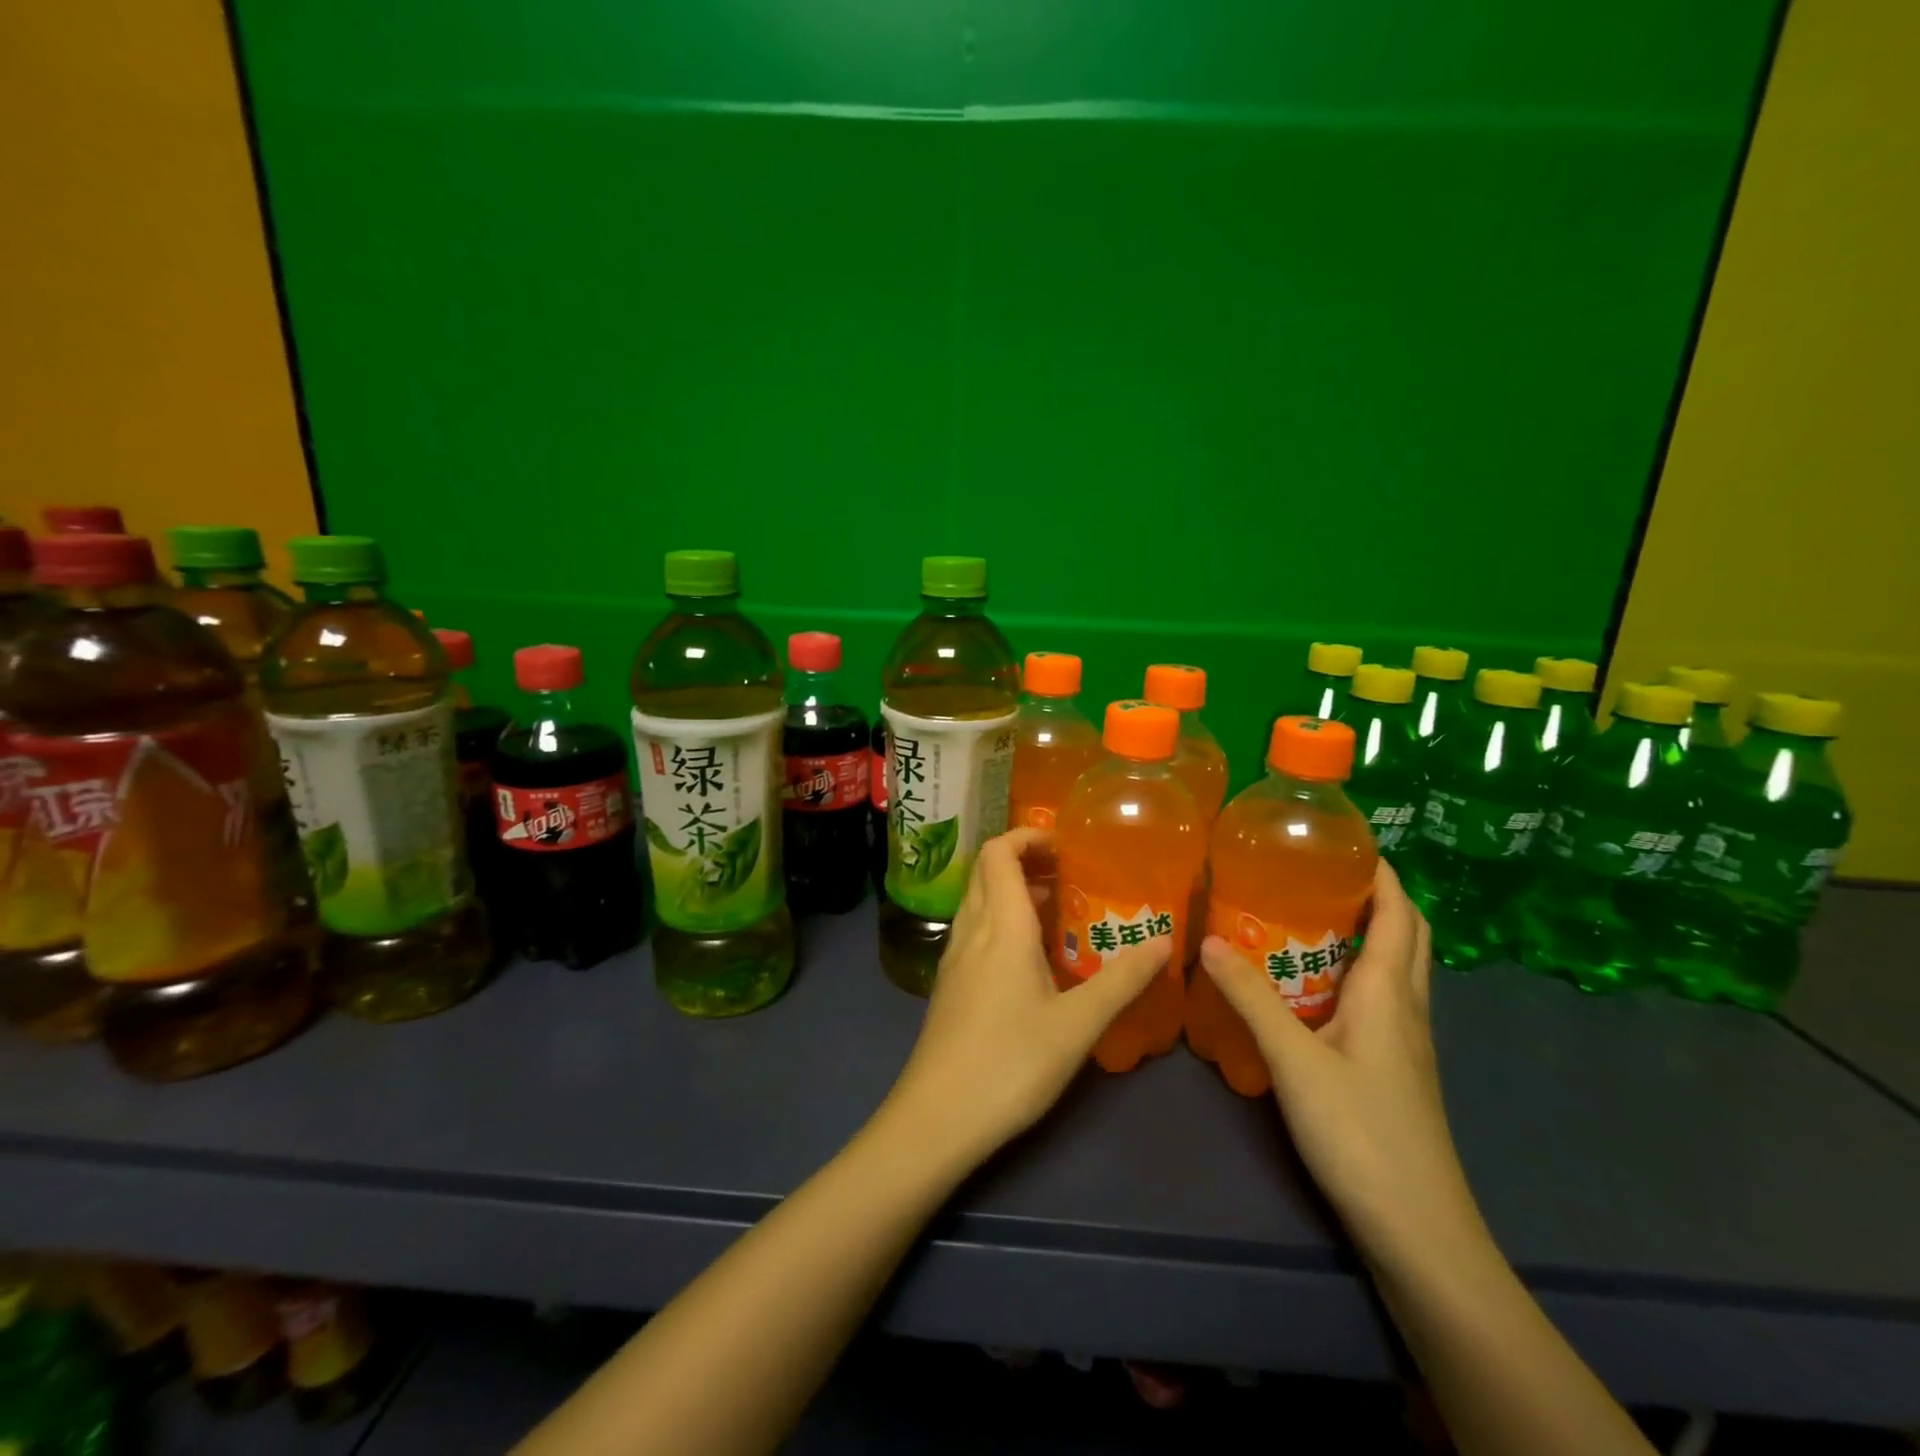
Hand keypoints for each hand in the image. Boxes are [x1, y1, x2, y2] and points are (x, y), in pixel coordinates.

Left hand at [884, 827, 1170, 1169]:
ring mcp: (955, 958)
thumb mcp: (1077, 1024)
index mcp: (1000, 925)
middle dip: (1026, 859)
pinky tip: (1033, 959)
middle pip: (987, 870)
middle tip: (1071, 876)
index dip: (1028, 836)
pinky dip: (1002, 922)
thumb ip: (1122, 979)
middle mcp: (971, 930)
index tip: (1066, 847)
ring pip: (980, 901)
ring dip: (1014, 891)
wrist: (937, 1118)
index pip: (998, 851)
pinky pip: (976, 931)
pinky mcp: (951, 984)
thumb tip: (1166, 941)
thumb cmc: (1010, 1063)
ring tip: (1060, 913)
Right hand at [1198, 860, 1481, 1264]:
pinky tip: (1313, 984)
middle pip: (1408, 933)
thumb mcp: (1294, 1060)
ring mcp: (1407, 1041)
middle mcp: (1406, 1007)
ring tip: (1309, 914)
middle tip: (1320, 872)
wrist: (1417, 1230)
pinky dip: (1358, 971)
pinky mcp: (1397, 1068)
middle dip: (1377, 894)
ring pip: (1397, 966)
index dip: (1381, 871)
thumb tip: (1208, 939)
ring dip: (1369, 931)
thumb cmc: (1361, 1133)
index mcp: (1388, 992)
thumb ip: (1250, 998)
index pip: (1398, 912)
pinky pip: (1383, 998)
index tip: (1343, 838)